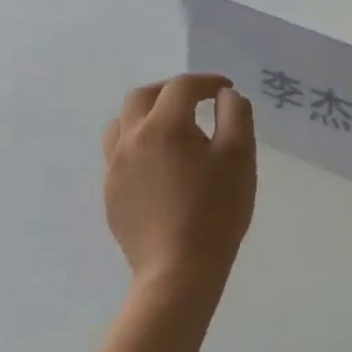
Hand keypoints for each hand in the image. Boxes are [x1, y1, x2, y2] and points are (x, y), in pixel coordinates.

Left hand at [102, 74, 255, 308]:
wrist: (179, 270)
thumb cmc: (217, 209)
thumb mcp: (240, 155)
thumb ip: (236, 115)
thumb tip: (226, 96)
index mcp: (164, 127)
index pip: (181, 87)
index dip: (207, 82)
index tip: (226, 90)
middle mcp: (131, 141)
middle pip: (142, 97)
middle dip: (171, 91)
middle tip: (198, 100)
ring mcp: (114, 169)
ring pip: (121, 124)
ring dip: (147, 114)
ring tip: (174, 126)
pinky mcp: (111, 194)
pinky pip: (118, 153)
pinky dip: (139, 142)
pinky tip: (163, 162)